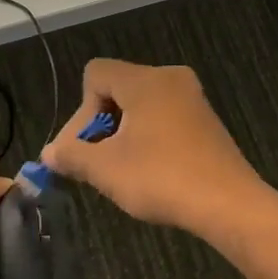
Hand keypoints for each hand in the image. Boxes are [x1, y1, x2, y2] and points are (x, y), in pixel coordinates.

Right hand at [40, 60, 264, 236]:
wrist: (229, 205)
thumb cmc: (161, 178)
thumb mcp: (105, 170)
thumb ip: (71, 155)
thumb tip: (48, 154)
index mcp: (145, 80)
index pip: (95, 74)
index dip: (80, 112)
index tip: (84, 149)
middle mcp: (170, 78)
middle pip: (117, 88)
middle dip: (99, 126)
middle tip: (96, 164)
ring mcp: (193, 99)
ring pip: (140, 106)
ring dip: (122, 135)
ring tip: (121, 171)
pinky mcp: (206, 121)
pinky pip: (163, 118)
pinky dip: (148, 138)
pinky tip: (150, 171)